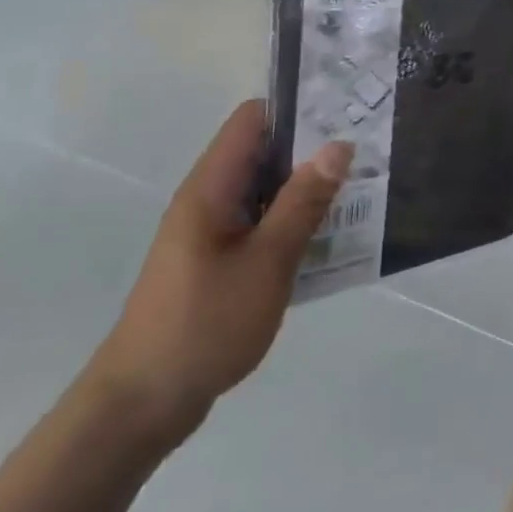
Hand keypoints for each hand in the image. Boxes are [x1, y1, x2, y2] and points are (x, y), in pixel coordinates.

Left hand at [85, 101, 350, 443]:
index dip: (298, 107)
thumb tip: (339, 144)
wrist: (143, 404)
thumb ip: (304, 201)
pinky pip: (264, 221)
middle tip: (369, 152)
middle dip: (315, 148)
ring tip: (363, 188)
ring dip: (310, 187)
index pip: (254, 119)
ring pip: (268, 189)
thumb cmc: (205, 324)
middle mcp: (209, 199)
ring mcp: (213, 231)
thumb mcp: (267, 261)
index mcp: (211, 188)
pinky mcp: (220, 260)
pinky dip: (296, 219)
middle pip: (265, 151)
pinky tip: (333, 235)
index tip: (346, 112)